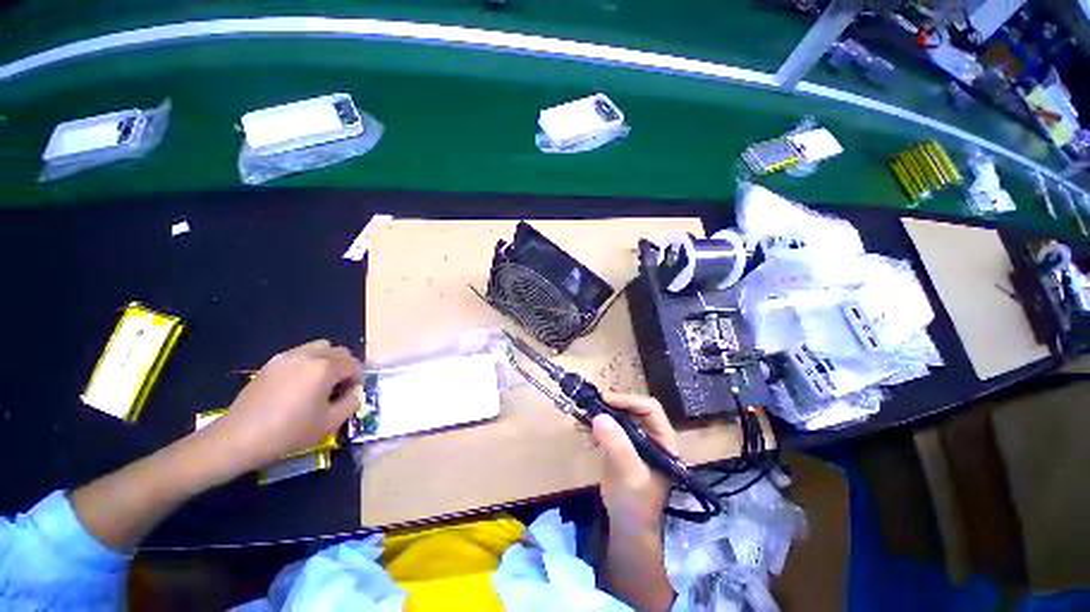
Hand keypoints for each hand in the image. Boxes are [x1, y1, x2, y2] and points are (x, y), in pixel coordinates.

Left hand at [207, 340, 362, 474]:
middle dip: (346, 367)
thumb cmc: (288, 432)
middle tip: (339, 388)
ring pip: (321, 347)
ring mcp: (287, 356)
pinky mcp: (272, 363)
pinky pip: (301, 353)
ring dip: (328, 361)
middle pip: (339, 351)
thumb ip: (352, 402)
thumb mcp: (329, 423)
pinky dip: (310, 362)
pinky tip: (300, 385)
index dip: (357, 380)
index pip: (354, 365)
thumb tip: (355, 391)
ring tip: (321, 383)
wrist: (238, 438)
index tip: (350, 396)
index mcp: (325, 368)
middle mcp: (308, 356)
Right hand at [592, 392, 678, 535]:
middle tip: (594, 402)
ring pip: (623, 414)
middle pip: (636, 408)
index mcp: (664, 440)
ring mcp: (637, 439)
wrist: (627, 527)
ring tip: (589, 408)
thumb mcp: (629, 474)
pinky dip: (600, 422)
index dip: (629, 400)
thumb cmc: (635, 503)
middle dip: (616, 403)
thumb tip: (599, 416)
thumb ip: (617, 445)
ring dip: (606, 410)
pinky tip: (587, 424)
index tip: (606, 400)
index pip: (650, 409)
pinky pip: (612, 426)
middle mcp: (653, 435)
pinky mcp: (623, 445)